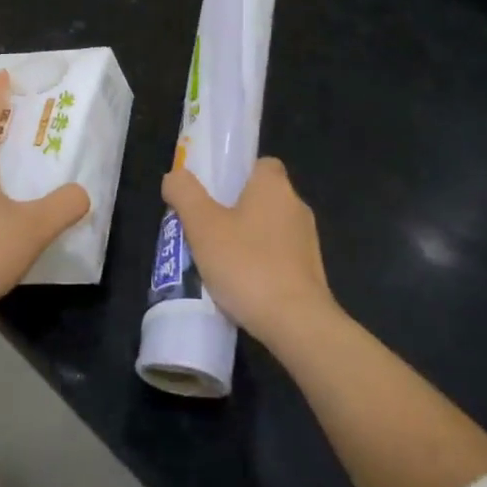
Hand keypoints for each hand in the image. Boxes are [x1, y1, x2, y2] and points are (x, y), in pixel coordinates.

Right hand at [162, 157, 334, 352]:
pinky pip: (278, 257)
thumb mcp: (202, 226)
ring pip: (269, 229)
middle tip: (204, 228)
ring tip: (216, 261)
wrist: (297, 323)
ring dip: (246, 240)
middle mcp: (296, 206)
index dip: (236, 173)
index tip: (213, 192)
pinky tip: (240, 286)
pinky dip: (260, 265)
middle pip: (261, 197)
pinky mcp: (311, 273)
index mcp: (274, 186)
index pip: (260, 164)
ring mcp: (307, 241)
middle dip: (234, 210)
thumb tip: (175, 176)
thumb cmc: (247, 265)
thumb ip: (185, 194)